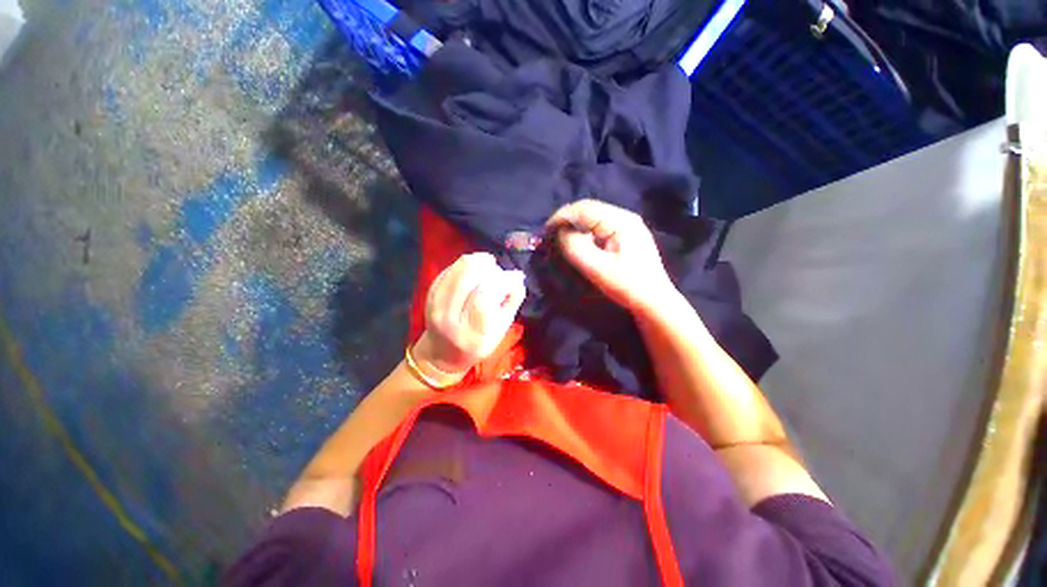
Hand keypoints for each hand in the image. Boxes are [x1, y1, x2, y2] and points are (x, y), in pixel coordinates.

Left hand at [412, 253, 526, 380]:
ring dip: (479, 262)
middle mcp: (449, 317)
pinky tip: (474, 274)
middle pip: (469, 275)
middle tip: (499, 274)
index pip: (485, 296)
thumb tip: (517, 277)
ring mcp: (435, 303)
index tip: (514, 277)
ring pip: (460, 267)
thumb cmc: (478, 343)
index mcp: (471, 333)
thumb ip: (512, 302)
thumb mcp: (502, 330)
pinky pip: (452, 268)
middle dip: (491, 268)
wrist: (442, 353)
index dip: (503, 281)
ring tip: (488, 270)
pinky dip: (468, 266)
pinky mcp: (430, 292)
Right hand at [546, 199, 676, 315]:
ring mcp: (627, 226)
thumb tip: (560, 233)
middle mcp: (625, 217)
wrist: (654, 301)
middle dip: (567, 220)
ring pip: (593, 218)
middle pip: (588, 210)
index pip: (584, 208)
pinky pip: (599, 227)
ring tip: (561, 239)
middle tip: (550, 236)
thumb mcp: (597, 268)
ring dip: (575, 226)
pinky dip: (584, 232)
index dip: (561, 217)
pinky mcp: (626, 236)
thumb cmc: (627, 285)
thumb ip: (575, 247)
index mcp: (621, 221)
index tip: (545, 231)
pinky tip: (579, 243)